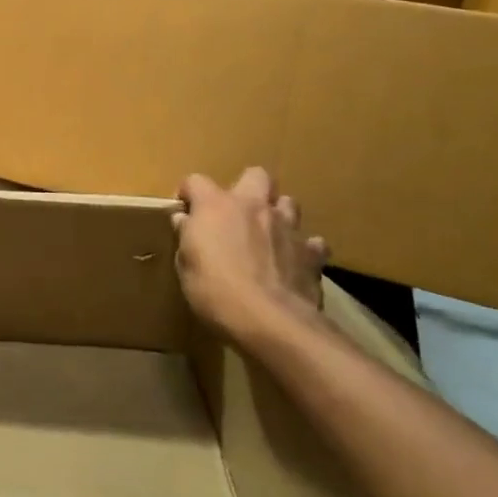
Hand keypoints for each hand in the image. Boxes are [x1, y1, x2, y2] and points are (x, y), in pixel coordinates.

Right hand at [174, 169, 327, 350]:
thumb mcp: (186, 266)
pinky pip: (312, 243)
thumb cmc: (215, 291)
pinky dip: (303, 249)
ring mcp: (287, 227)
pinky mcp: (312, 254)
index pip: (196, 180)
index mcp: (215, 206)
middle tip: (236, 213)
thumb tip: (185, 221)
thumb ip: (187, 237)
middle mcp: (253, 207)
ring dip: (277, 214)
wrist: (270, 321)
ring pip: (288, 203)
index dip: (188, 192)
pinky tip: (294, 262)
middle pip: (256, 175)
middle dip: (247, 187)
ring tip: (267, 234)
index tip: (185, 210)